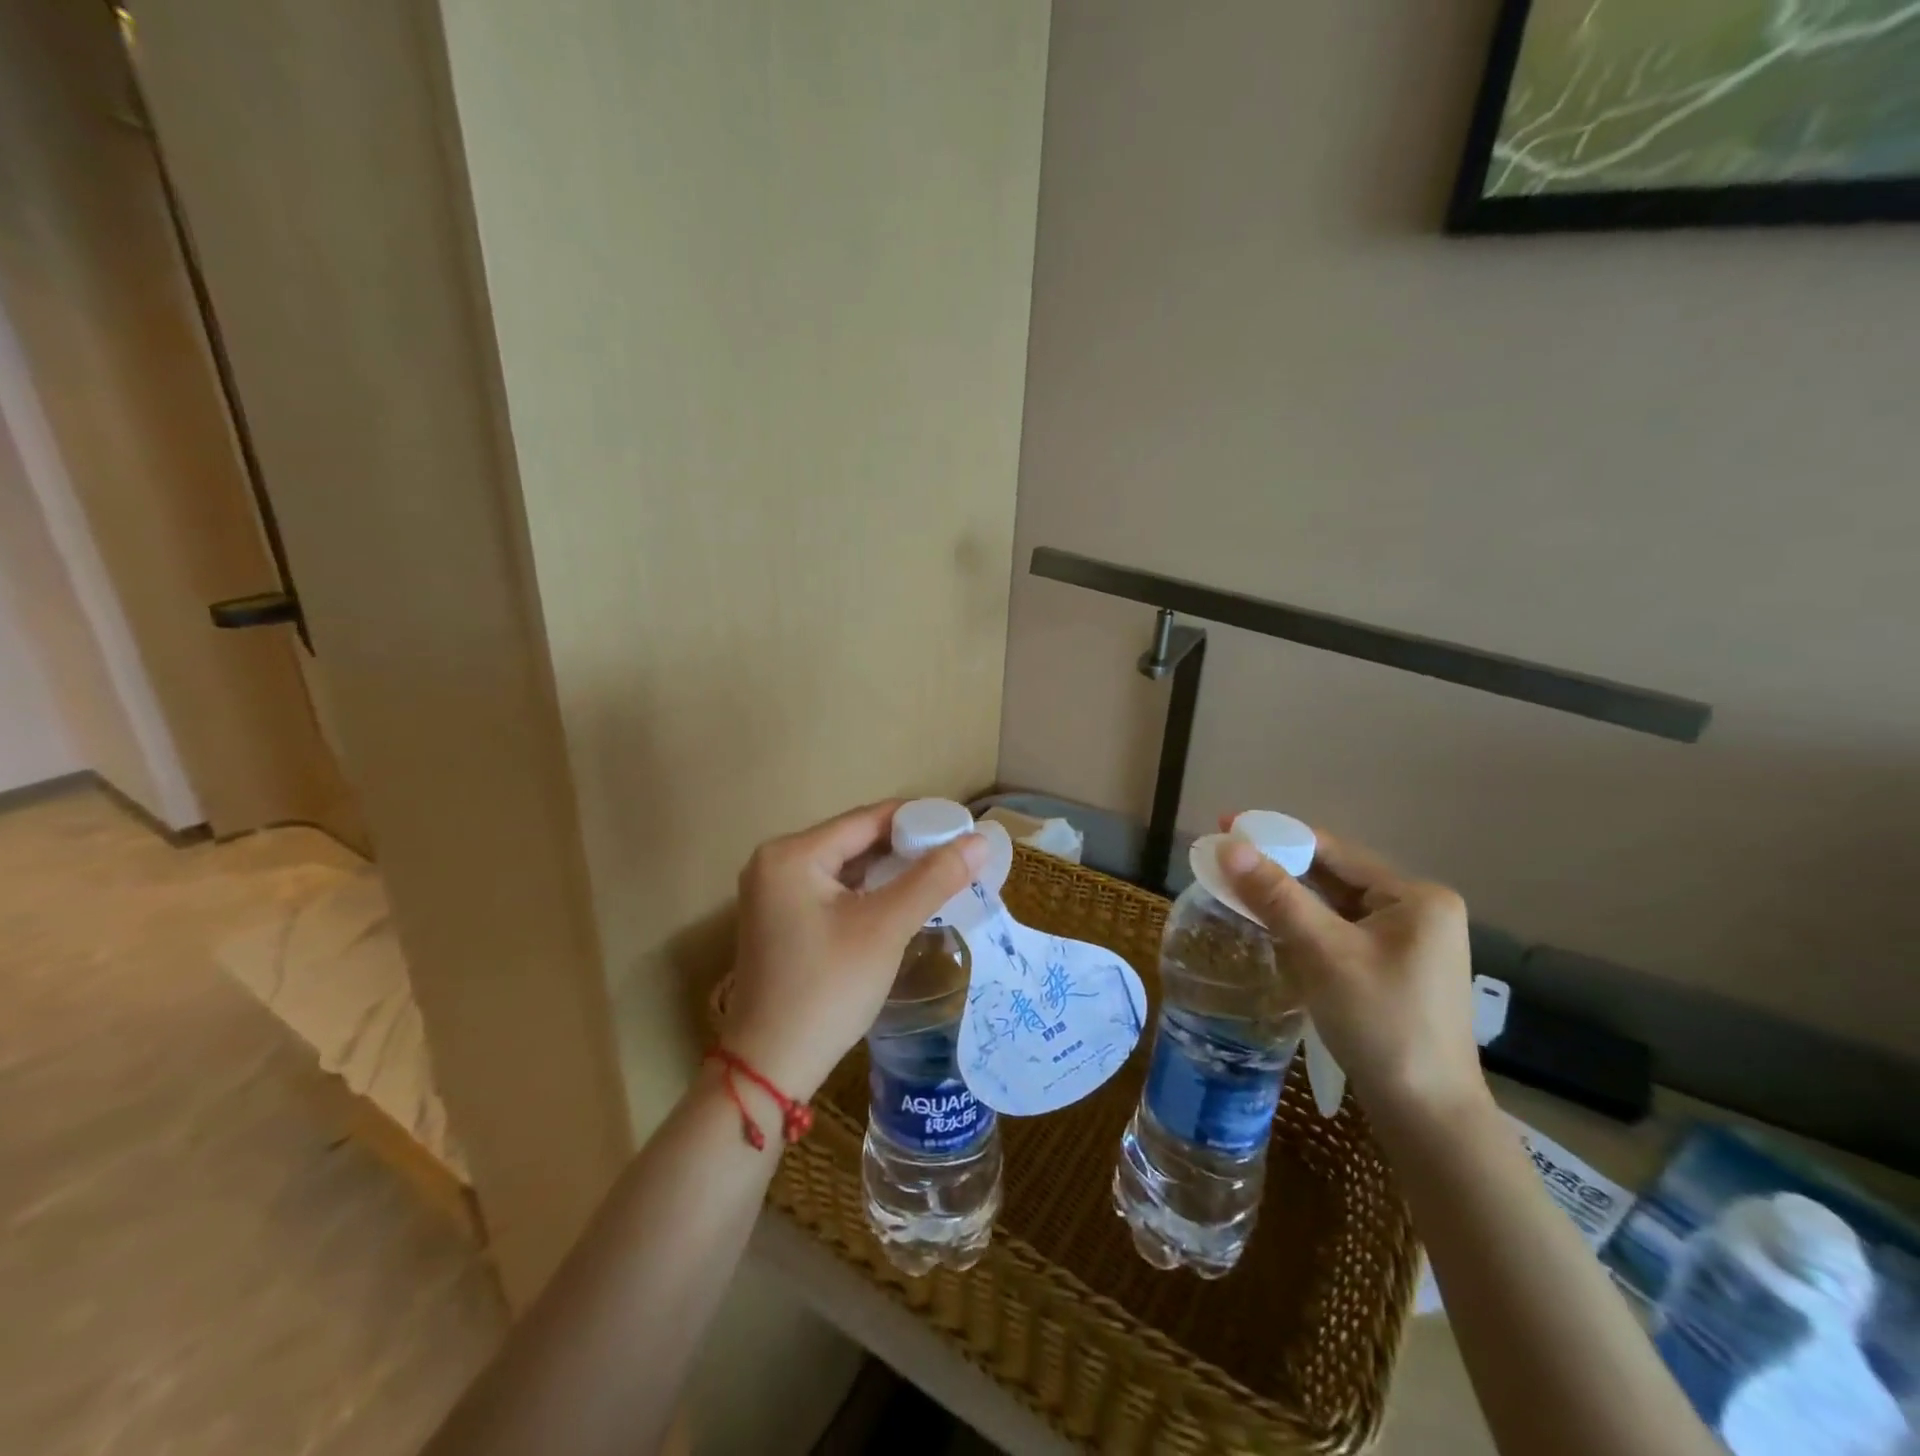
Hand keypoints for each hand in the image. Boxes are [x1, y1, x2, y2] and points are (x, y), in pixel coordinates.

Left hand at [719, 801, 986, 1100]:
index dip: (919, 819)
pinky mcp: (780, 920)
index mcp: (792, 853)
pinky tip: (902, 901)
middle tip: (958, 855)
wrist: (770, 1068)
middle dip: (907, 847)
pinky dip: (868, 893)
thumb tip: (981, 841)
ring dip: (890, 871)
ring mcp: (773, 893)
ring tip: (941, 875)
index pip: (868, 819)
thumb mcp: (885, 928)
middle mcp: (775, 862)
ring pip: (846, 867)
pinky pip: (833, 891)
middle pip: (855, 840)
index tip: (963, 828)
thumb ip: (934, 879)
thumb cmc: (827, 989)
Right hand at [1218, 821, 1487, 1128]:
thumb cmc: (1382, 1024)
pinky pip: (1337, 931)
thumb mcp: (1324, 953)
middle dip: (1277, 867)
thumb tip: (1227, 845)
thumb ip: (1276, 895)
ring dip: (1286, 896)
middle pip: (1333, 875)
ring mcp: (1407, 942)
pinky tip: (1268, 923)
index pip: (1334, 850)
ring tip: (1234, 885)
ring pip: (1333, 905)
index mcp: (1416, 896)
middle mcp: (1417, 910)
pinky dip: (1302, 924)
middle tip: (1222, 859)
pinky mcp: (1391, 969)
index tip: (1226, 825)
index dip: (1276, 836)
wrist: (1428, 1118)